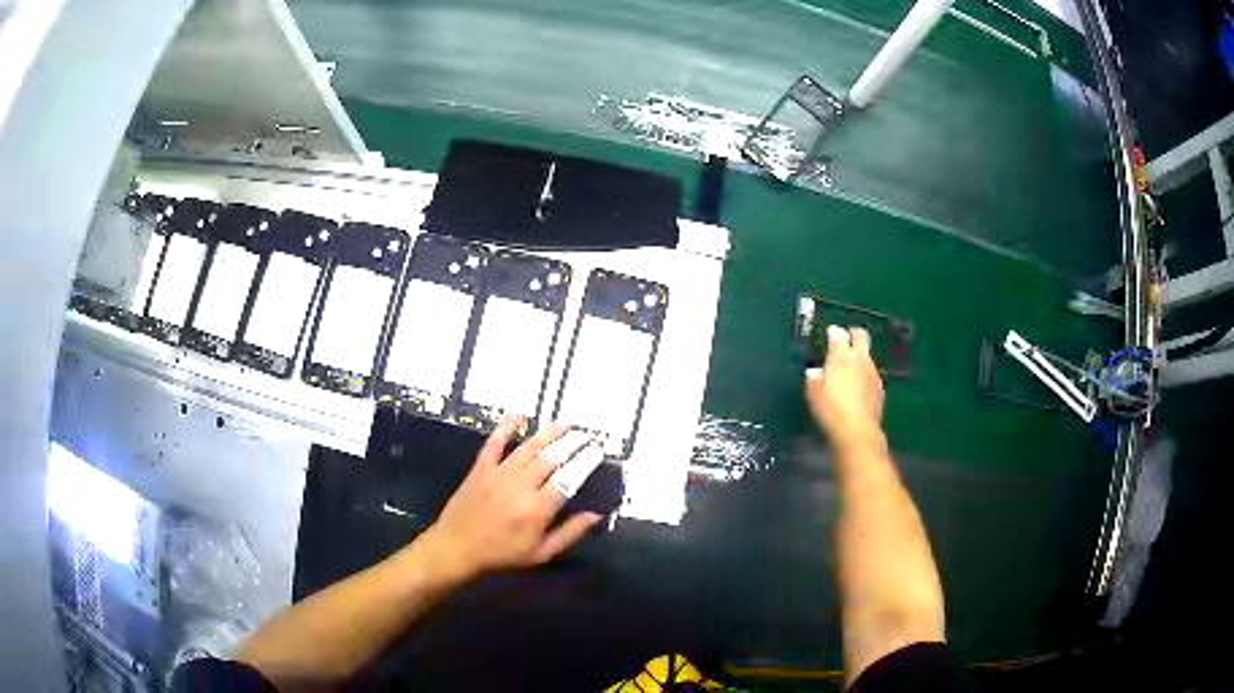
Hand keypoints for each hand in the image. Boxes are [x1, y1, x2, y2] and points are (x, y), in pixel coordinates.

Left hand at [421, 417, 603, 581]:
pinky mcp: (481, 468)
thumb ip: (570, 533)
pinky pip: (495, 443)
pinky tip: (518, 414)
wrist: (457, 547)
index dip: (585, 463)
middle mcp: (520, 487)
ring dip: (549, 434)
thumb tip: (595, 515)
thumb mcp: (541, 553)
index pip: (567, 479)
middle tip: (586, 436)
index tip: (597, 451)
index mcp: (537, 510)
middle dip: (572, 444)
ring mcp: (498, 474)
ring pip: (528, 448)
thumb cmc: (502, 554)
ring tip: (565, 425)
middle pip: (551, 458)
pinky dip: (506, 427)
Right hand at [806, 326, 885, 450]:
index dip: (833, 332)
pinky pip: (872, 374)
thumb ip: (814, 377)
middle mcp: (859, 359)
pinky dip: (865, 375)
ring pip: (867, 355)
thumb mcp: (813, 393)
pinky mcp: (880, 388)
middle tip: (846, 339)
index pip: (838, 334)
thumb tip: (816, 371)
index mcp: (841, 356)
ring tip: (851, 368)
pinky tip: (859, 387)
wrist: (856, 431)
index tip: (829, 334)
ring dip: (860, 357)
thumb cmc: (830, 410)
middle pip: (861, 336)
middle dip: (853, 334)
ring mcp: (872, 373)